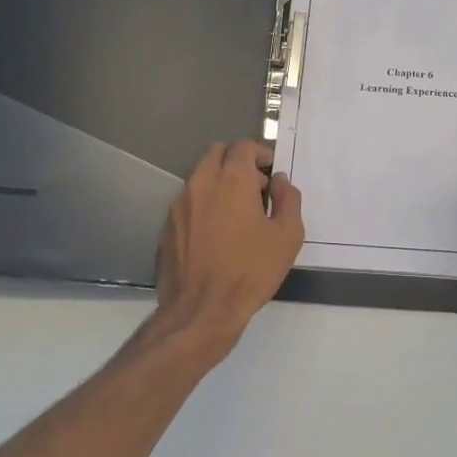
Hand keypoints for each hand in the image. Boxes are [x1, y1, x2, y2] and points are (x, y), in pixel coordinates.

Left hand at [153, 141, 304, 358]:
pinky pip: (189, 201)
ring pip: (200, 176)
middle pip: (217, 153)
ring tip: (238, 214)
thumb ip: (288, 199)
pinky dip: (205, 204)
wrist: (201, 310)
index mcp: (232, 179)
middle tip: (256, 189)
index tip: (272, 174)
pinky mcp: (168, 225)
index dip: (262, 155)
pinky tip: (217, 234)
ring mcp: (179, 204)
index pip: (244, 146)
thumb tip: (279, 181)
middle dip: (238, 162)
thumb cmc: (251, 271)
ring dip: (220, 183)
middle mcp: (201, 183)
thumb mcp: (287, 236)